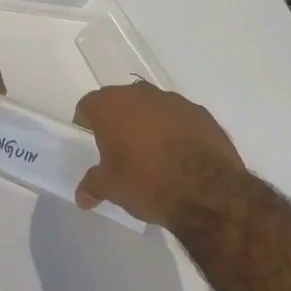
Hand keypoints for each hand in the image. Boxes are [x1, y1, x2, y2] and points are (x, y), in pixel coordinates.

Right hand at [72, 82, 246, 227]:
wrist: (207, 191)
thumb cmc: (147, 183)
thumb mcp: (111, 188)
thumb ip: (93, 185)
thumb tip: (82, 195)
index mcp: (111, 106)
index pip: (89, 104)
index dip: (86, 121)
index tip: (90, 139)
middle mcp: (141, 95)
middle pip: (121, 101)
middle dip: (118, 119)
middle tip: (119, 147)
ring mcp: (174, 101)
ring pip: (152, 106)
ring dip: (148, 122)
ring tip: (151, 152)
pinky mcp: (201, 113)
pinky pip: (179, 117)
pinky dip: (174, 130)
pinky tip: (179, 154)